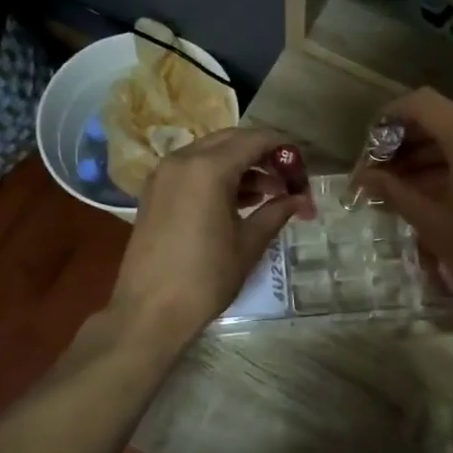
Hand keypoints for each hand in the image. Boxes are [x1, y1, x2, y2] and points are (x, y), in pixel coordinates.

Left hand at [109, 126, 311, 345]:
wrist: (149, 312)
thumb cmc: (205, 278)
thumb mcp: (249, 244)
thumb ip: (277, 212)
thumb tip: (302, 200)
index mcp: (207, 168)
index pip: (255, 140)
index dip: (284, 150)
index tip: (303, 171)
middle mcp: (182, 160)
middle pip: (231, 141)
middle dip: (263, 156)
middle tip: (288, 181)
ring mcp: (163, 175)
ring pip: (211, 154)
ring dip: (241, 167)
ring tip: (270, 196)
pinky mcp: (155, 192)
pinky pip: (193, 170)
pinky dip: (218, 177)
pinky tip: (240, 202)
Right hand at [358, 89, 452, 331]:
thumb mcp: (431, 223)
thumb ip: (394, 190)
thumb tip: (362, 176)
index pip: (424, 104)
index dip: (391, 117)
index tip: (371, 145)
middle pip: (442, 119)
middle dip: (406, 141)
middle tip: (378, 171)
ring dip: (427, 154)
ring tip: (397, 184)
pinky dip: (452, 163)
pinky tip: (428, 189)